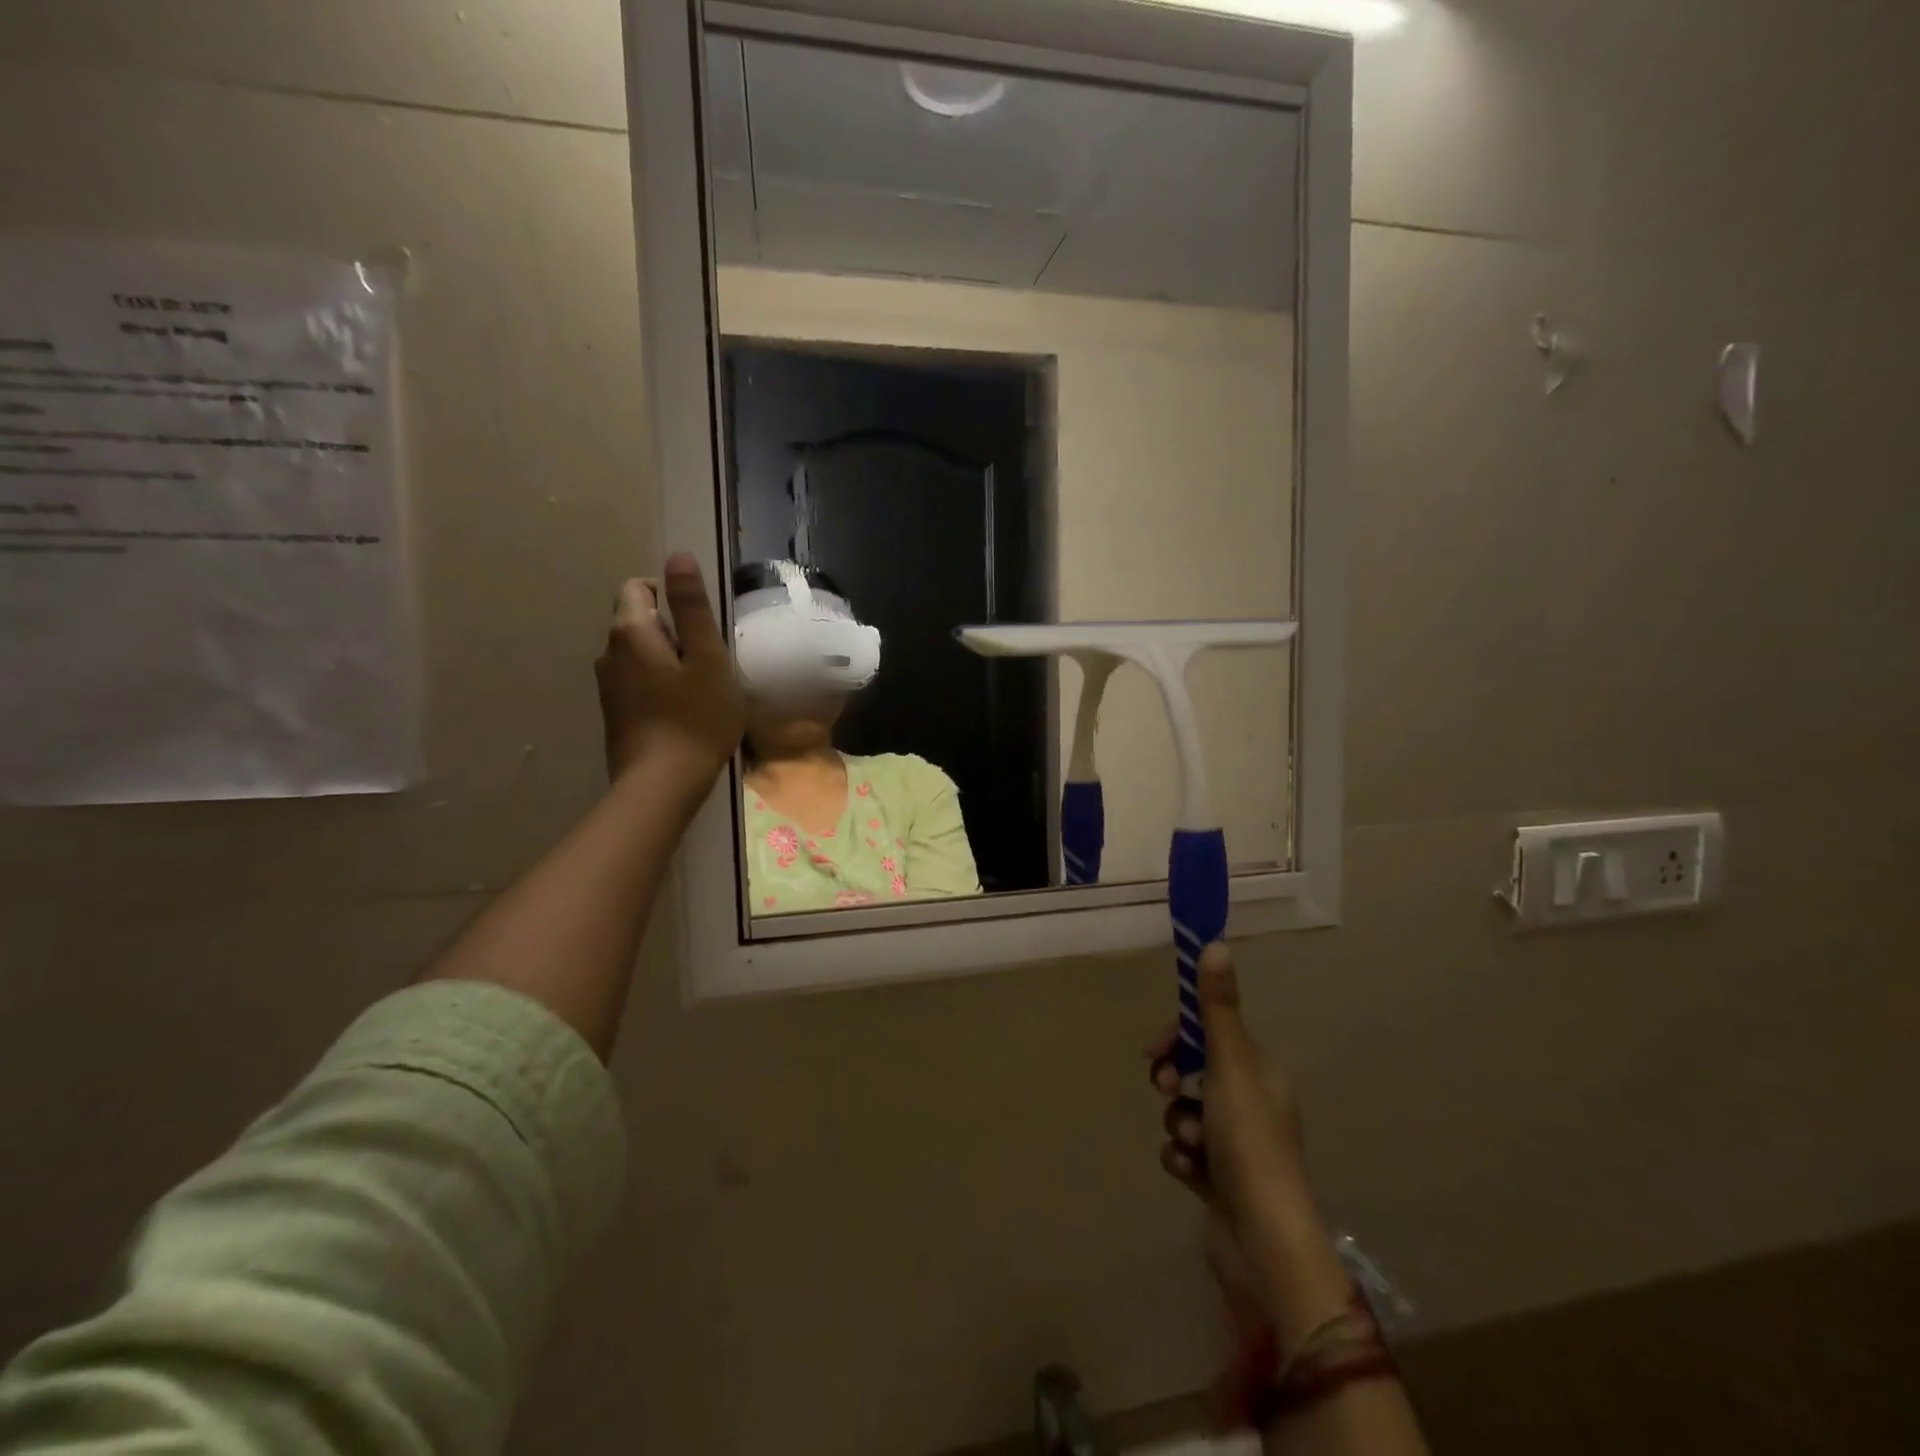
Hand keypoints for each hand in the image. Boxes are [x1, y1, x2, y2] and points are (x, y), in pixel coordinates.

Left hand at [595, 551, 744, 789]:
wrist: (662, 784)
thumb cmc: (696, 717)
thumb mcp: (707, 657)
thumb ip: (692, 606)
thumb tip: (678, 555)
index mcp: (630, 631)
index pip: (639, 586)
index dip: (671, 596)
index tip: (701, 627)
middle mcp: (609, 652)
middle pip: (638, 619)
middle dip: (672, 629)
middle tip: (708, 660)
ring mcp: (607, 685)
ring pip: (638, 652)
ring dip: (666, 658)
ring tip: (699, 687)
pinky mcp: (614, 712)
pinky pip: (636, 680)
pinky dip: (658, 683)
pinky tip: (683, 710)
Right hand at [1149, 943, 1348, 1345]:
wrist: (1263, 1241)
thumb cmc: (1250, 1141)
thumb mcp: (1230, 1064)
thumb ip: (1217, 1007)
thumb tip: (1216, 942)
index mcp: (1262, 1073)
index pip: (1213, 1035)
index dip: (1180, 1037)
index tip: (1155, 1049)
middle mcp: (1253, 1105)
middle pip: (1196, 1073)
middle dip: (1175, 1080)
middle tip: (1169, 1091)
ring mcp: (1237, 1146)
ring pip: (1186, 1114)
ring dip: (1179, 1125)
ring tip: (1190, 1145)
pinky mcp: (1220, 1181)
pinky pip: (1184, 1152)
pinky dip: (1181, 1159)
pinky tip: (1190, 1173)